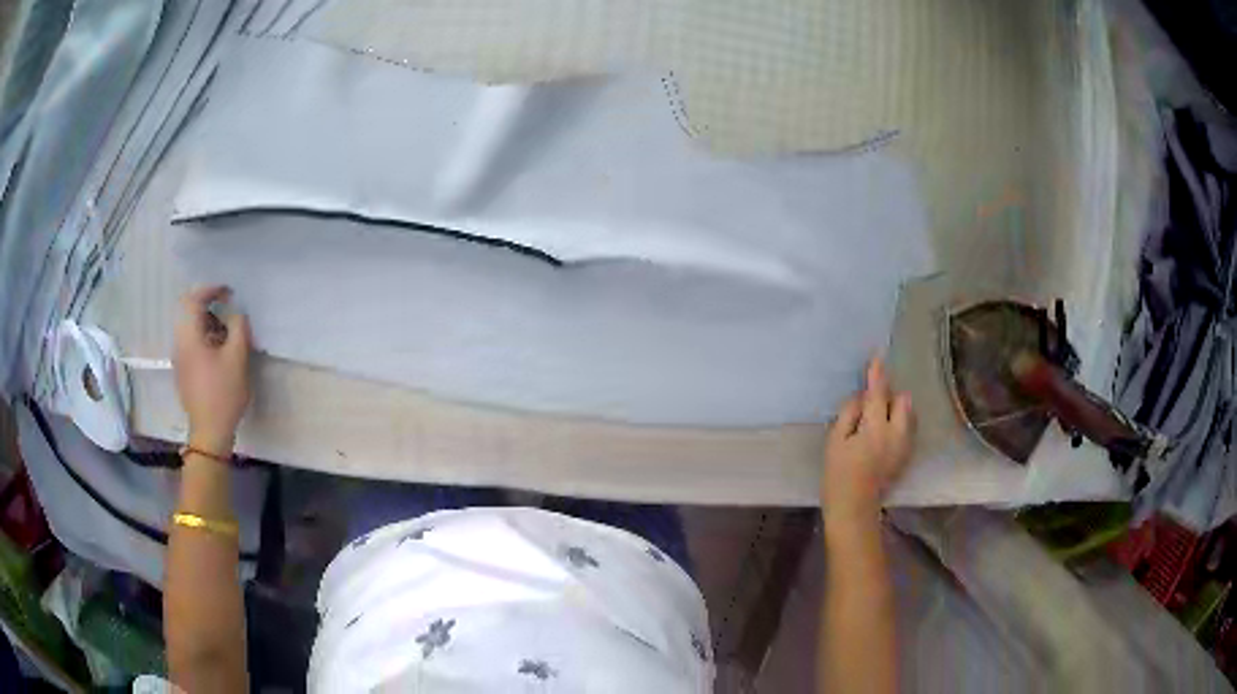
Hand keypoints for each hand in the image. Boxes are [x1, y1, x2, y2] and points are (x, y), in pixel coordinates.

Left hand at [174, 286, 251, 454]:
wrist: (209, 432)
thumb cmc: (223, 393)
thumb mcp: (237, 357)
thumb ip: (238, 327)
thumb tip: (236, 313)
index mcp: (189, 336)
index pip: (194, 299)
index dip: (211, 289)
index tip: (228, 292)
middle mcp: (179, 343)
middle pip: (189, 312)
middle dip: (209, 306)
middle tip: (228, 311)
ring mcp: (179, 359)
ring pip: (190, 329)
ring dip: (207, 323)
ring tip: (227, 333)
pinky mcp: (183, 372)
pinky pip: (191, 344)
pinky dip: (204, 338)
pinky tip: (219, 352)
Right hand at [822, 357, 914, 524]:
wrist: (854, 507)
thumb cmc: (838, 474)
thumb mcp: (835, 441)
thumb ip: (849, 414)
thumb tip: (861, 397)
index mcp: (875, 429)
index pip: (878, 394)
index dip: (876, 375)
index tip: (876, 358)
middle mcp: (896, 433)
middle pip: (902, 400)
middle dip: (889, 397)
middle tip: (872, 405)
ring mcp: (905, 445)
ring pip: (909, 414)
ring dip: (897, 410)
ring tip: (879, 419)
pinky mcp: (907, 455)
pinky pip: (909, 428)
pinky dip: (900, 424)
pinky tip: (885, 434)